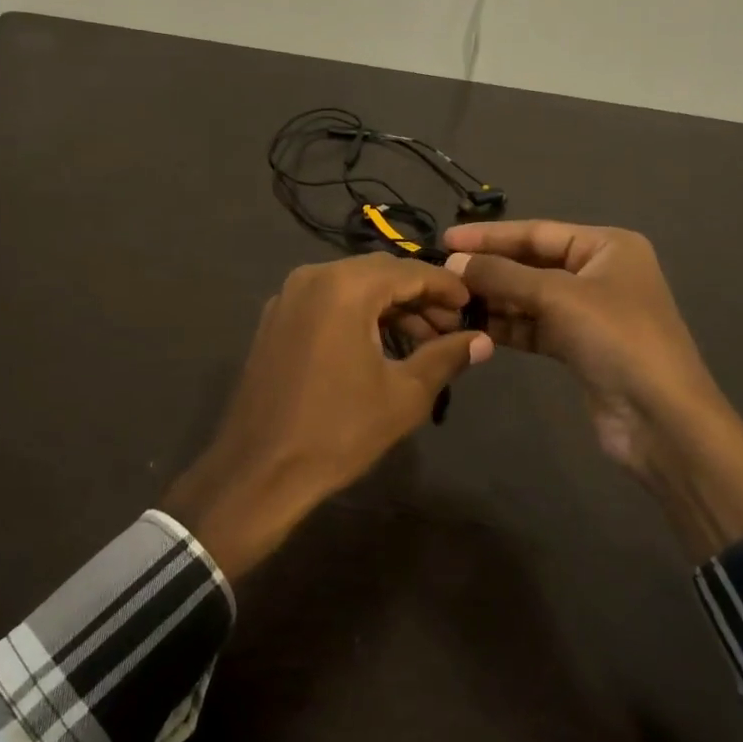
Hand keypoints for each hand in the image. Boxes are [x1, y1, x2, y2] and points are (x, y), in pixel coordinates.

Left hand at [163, 254, 493, 579]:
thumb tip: (483, 340)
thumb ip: (446, 357)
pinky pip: (327, 301)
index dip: (446, 287)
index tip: (473, 306)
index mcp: (345, 286)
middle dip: (419, 296)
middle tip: (451, 328)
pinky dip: (358, 313)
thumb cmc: (338, 430)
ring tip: (423, 342)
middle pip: (380, 273)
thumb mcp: (404, 394)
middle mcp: (313, 277)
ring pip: (353, 286)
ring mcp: (289, 296)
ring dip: (390, 306)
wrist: (259, 470)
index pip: (409, 271)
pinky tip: (380, 344)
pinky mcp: (276, 319)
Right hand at [443, 220, 742, 559]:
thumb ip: (503, 276)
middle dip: (489, 269)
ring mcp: (589, 312)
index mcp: (607, 246)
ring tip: (449, 301)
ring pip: (529, 297)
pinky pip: (534, 326)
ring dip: (493, 299)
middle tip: (442, 273)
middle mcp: (599, 273)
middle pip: (531, 263)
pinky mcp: (578, 347)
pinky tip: (473, 326)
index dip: (490, 235)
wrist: (661, 420)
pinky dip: (507, 325)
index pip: (537, 232)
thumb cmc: (617, 339)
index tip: (447, 238)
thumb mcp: (558, 297)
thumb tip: (453, 264)